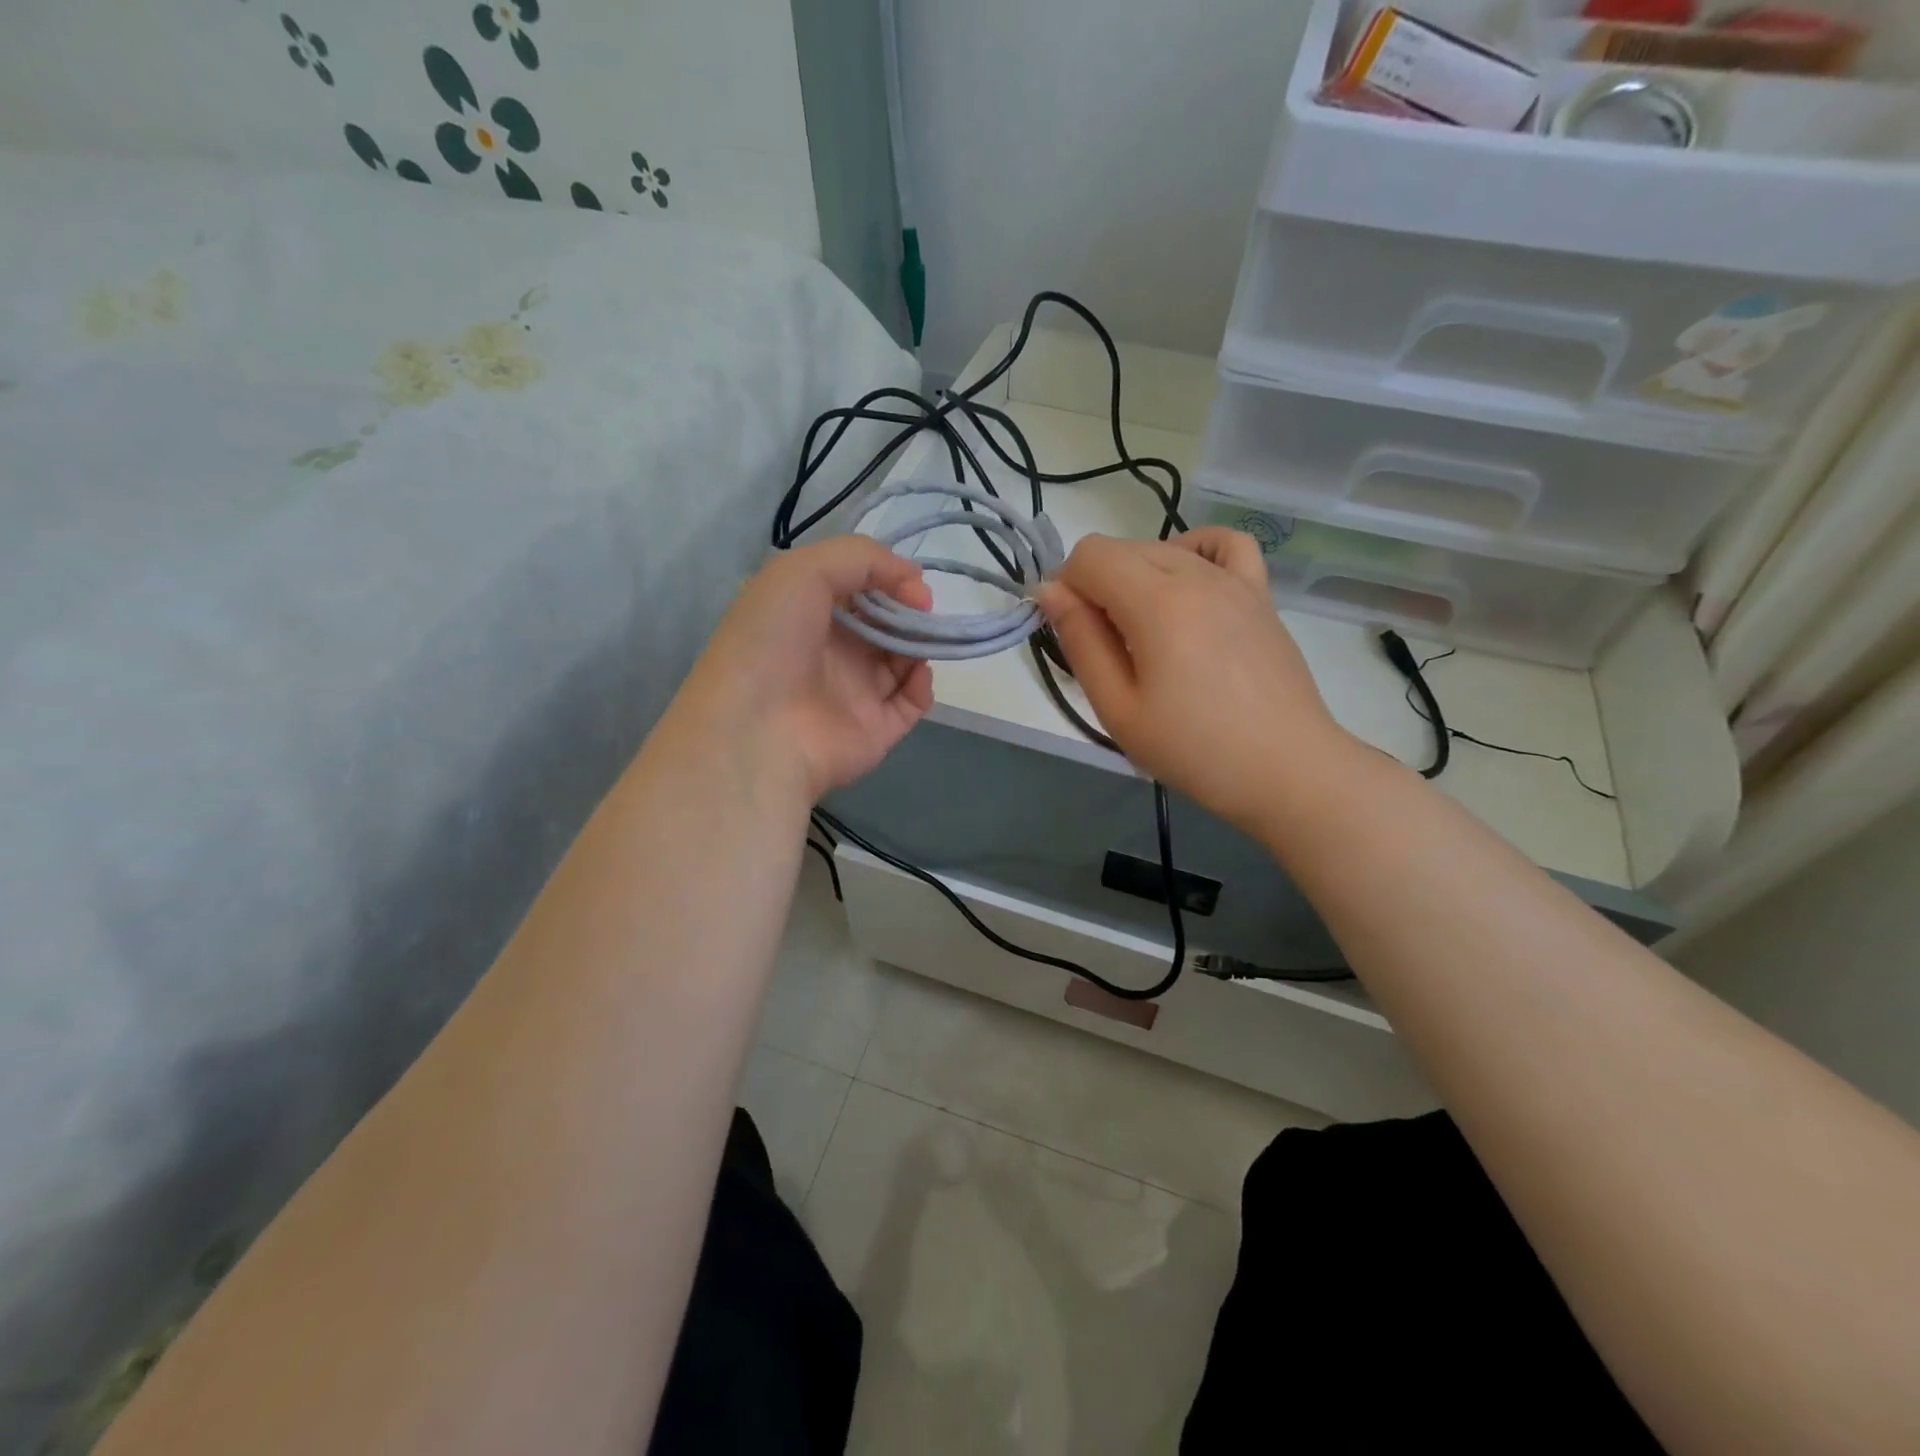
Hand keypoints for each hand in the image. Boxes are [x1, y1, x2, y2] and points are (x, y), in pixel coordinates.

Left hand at [672, 536, 934, 803]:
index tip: (910, 581)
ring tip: (924, 637)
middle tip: (922, 609)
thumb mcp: (804, 571)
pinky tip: (917, 671)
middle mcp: (829, 652)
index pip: (856, 589)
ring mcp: (853, 693)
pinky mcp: (875, 730)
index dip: (886, 578)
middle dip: (908, 610)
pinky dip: (921, 683)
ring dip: (919, 643)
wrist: (758, 729)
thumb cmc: (772, 641)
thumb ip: (862, 557)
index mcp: (805, 614)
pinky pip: (910, 703)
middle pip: (883, 624)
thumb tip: (913, 579)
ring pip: (901, 661)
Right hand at [1036, 529, 1346, 830]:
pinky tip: (1187, 584)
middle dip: (1096, 585)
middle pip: (1123, 548)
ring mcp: (1235, 581)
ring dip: (1136, 577)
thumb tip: (1049, 591)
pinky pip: (1225, 544)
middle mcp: (1196, 576)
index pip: (1091, 555)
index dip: (1066, 586)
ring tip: (1144, 631)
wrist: (1286, 770)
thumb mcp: (1118, 709)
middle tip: (1106, 648)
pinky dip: (1194, 551)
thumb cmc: (1194, 750)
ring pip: (1164, 547)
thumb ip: (1081, 642)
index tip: (1072, 632)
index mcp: (1157, 604)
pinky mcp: (1260, 594)